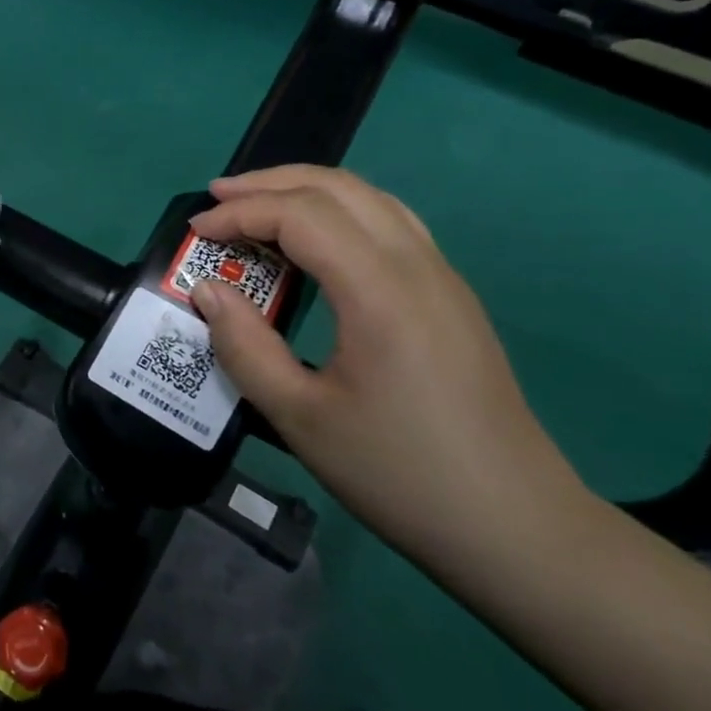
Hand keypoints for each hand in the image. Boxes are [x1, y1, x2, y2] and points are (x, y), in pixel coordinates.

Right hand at [187, 166, 586, 571]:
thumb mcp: (300, 418)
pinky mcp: (451, 298)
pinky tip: (315, 241)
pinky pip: (390, 224)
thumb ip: (244, 347)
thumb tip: (207, 291)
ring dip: (307, 190)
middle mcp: (418, 267)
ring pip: (370, 199)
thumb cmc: (399, 473)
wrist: (515, 527)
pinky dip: (339, 212)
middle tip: (216, 197)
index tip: (195, 232)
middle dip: (270, 183)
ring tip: (256, 205)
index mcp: (381, 293)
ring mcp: (443, 278)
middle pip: (339, 189)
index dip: (241, 213)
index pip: (301, 215)